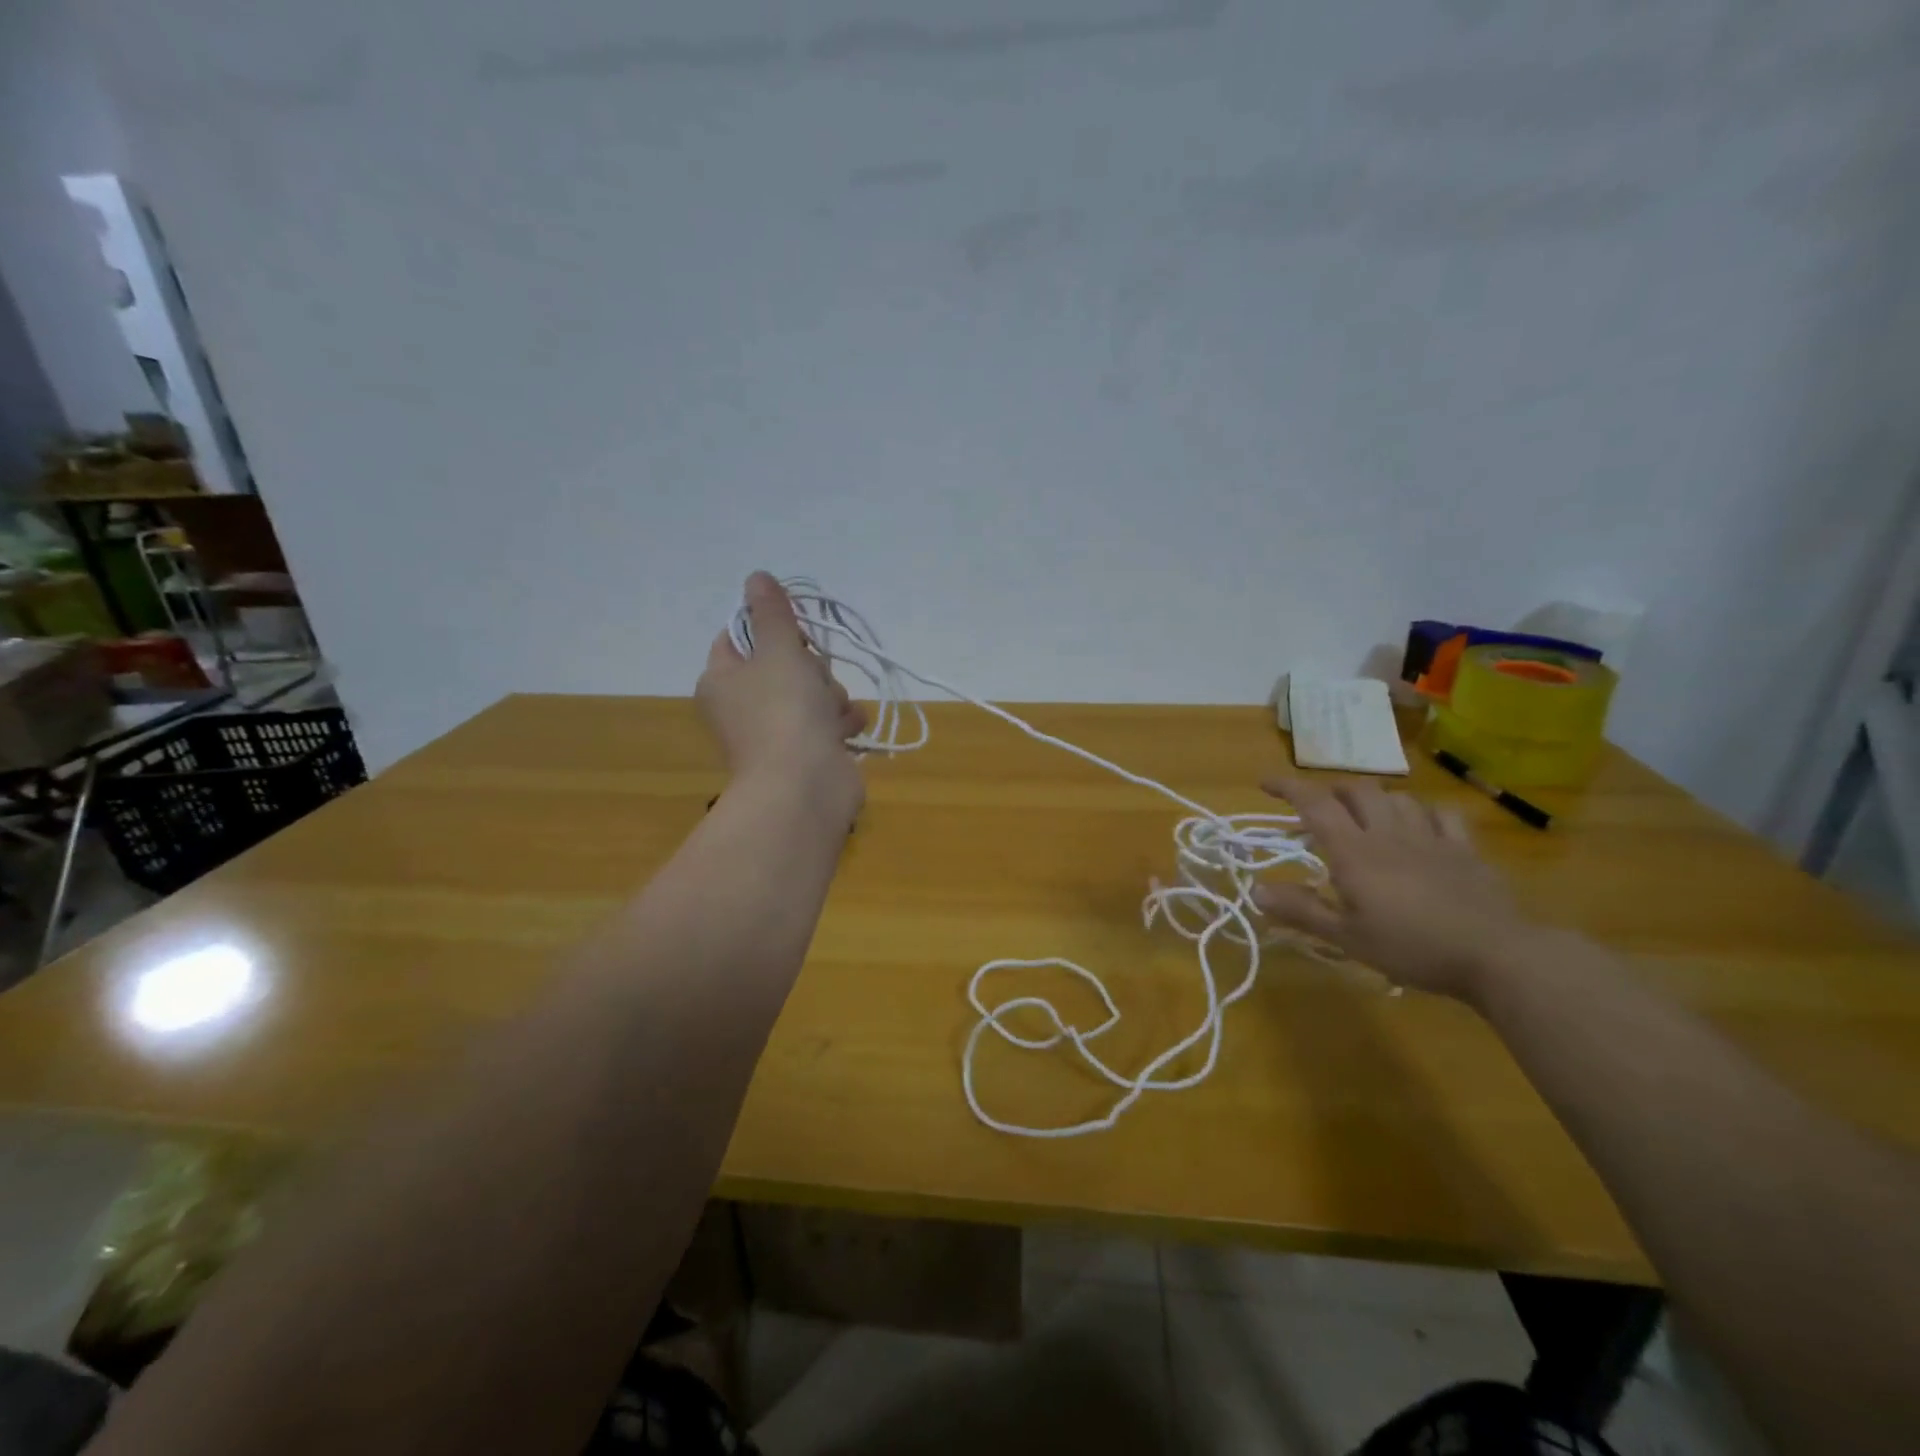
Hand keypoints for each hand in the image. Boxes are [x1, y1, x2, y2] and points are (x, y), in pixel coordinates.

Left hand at [697, 573, 867, 802]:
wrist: (805, 786)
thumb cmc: (784, 710)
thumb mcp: (779, 650)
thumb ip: (772, 613)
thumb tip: (756, 577)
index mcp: (721, 680)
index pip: (739, 637)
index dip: (771, 629)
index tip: (795, 632)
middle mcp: (743, 706)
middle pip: (784, 664)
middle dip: (811, 669)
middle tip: (812, 680)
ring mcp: (775, 733)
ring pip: (813, 692)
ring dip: (831, 697)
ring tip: (830, 713)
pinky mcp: (806, 754)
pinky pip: (829, 723)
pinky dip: (841, 723)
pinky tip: (846, 730)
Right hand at [1253, 775, 1530, 1000]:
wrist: (1496, 956)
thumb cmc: (1412, 948)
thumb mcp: (1347, 938)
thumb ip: (1301, 910)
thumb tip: (1255, 889)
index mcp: (1355, 852)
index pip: (1315, 804)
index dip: (1288, 787)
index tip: (1265, 783)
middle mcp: (1389, 834)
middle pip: (1357, 790)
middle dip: (1332, 791)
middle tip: (1319, 810)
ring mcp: (1431, 837)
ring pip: (1398, 797)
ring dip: (1374, 800)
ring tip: (1366, 818)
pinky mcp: (1465, 849)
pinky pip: (1442, 814)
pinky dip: (1422, 811)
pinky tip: (1419, 825)